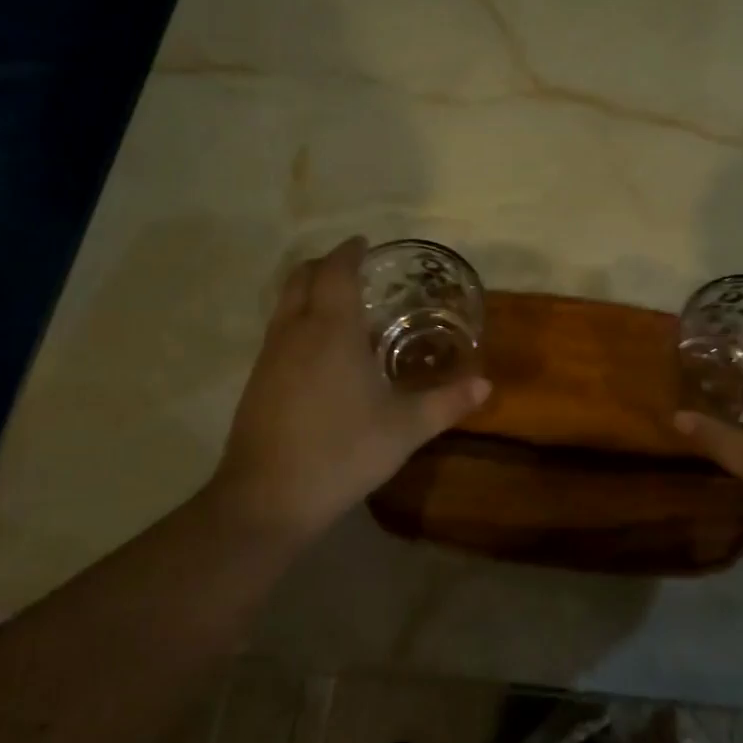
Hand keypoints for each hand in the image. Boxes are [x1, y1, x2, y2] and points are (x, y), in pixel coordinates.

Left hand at [211, 236, 489, 537]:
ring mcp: (269, 356)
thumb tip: (485, 385)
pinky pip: (278, 331)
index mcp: (331, 330)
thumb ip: (446, 403)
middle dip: (326, 265)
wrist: (267, 498)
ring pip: (284, 304)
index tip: (364, 244)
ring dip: (309, 292)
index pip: (335, 271)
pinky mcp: (256, 381)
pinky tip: (320, 353)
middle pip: (302, 277)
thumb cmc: (342, 452)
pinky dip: (298, 320)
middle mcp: (295, 332)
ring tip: (341, 307)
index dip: (349, 252)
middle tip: (354, 270)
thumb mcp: (404, 429)